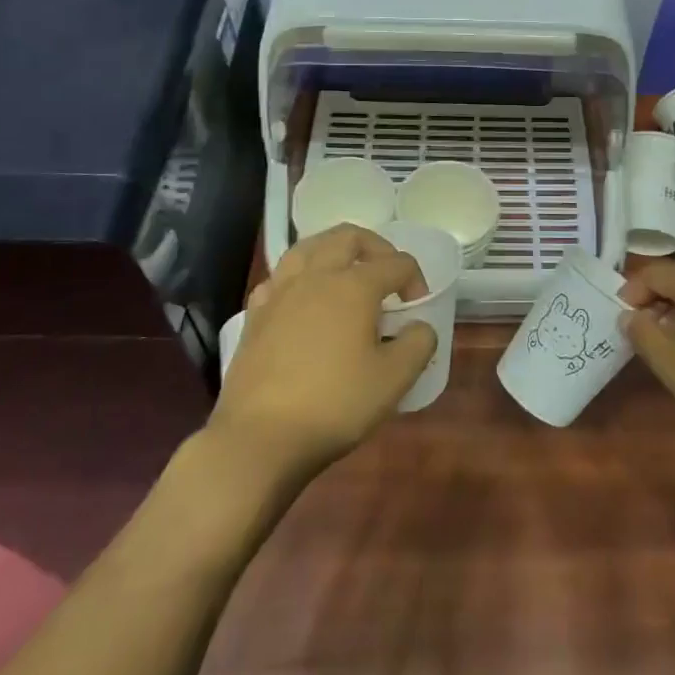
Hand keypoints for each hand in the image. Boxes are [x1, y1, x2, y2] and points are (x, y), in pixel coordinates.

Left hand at [209, 225, 437, 480]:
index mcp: (354, 286)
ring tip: (345, 272)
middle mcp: (316, 276)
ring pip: (307, 247)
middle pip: (348, 237)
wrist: (259, 438)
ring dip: (333, 250)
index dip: (415, 279)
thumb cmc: (334, 404)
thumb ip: (418, 344)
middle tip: (387, 273)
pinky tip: (302, 298)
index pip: (396, 263)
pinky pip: (279, 277)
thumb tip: (420, 326)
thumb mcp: (393, 380)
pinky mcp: (255, 315)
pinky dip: (297, 277)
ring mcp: (280, 292)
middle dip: (375, 246)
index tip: (418, 308)